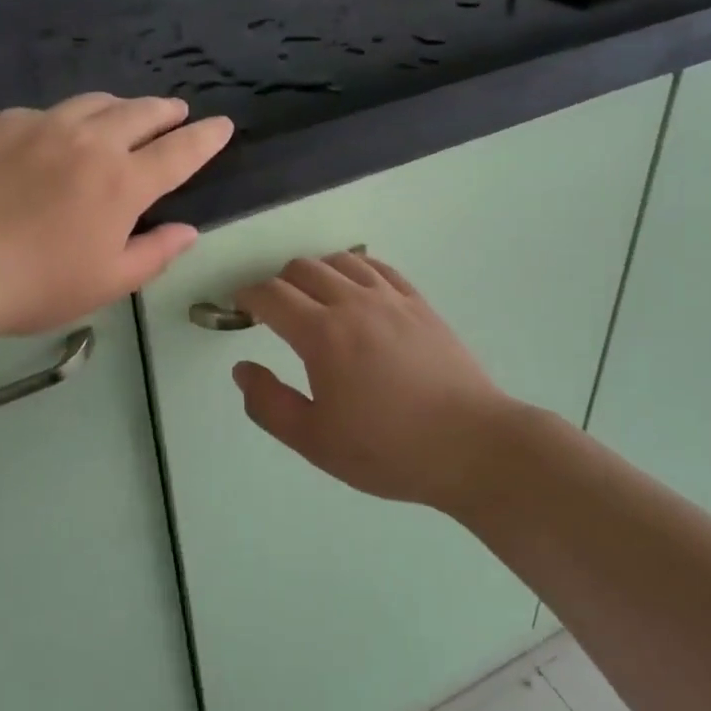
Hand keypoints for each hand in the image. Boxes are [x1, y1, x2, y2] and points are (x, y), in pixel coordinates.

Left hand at [0, 94, 232, 349]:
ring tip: (123, 116)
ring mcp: (41, 125)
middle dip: (165, 111)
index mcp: (122, 182)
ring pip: (93, 102)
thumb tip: (188, 231)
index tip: (222, 125)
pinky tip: (52, 139)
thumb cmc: (32, 285)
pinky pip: (44, 113)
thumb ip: (155, 254)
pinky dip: (64, 121)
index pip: (179, 151)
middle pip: (140, 112)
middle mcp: (88, 141)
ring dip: (119, 107)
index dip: (206, 138)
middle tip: (176, 112)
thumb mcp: (105, 283)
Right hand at [231, 252, 536, 514]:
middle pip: (303, 268)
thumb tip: (242, 369)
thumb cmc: (388, 449)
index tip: (239, 307)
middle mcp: (354, 303)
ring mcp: (391, 299)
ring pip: (341, 260)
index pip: (271, 296)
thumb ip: (269, 404)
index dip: (247, 296)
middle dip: (278, 283)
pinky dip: (356, 269)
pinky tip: (357, 290)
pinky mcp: (420, 304)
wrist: (471, 446)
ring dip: (316, 272)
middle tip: (275, 311)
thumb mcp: (315, 441)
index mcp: (322, 335)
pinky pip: (378, 268)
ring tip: (314, 299)